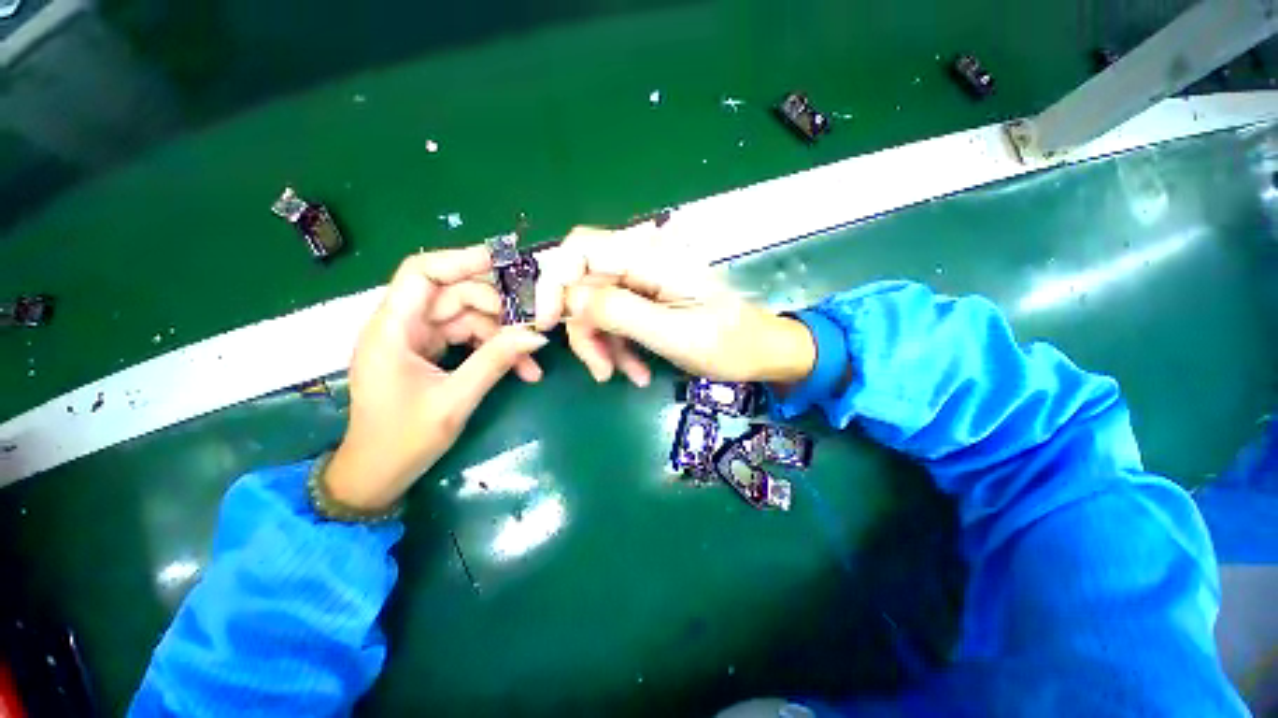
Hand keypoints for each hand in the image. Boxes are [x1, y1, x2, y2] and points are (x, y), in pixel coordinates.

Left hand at [325, 247, 548, 510]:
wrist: (378, 475)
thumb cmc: (404, 440)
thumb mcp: (455, 399)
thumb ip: (495, 361)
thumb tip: (535, 336)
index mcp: (392, 329)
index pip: (421, 273)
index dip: (461, 260)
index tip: (504, 262)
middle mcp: (402, 326)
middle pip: (455, 296)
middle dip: (497, 310)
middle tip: (532, 328)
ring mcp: (417, 339)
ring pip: (468, 319)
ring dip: (502, 336)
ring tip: (531, 361)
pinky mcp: (429, 353)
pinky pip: (467, 338)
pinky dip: (493, 350)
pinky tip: (520, 368)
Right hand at [534, 226, 816, 385]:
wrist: (763, 352)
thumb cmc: (730, 345)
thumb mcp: (674, 334)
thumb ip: (621, 312)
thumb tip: (570, 298)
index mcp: (652, 259)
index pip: (581, 249)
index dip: (554, 282)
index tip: (547, 324)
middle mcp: (645, 262)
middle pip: (586, 284)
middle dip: (585, 329)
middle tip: (600, 370)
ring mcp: (647, 282)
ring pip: (599, 306)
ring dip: (603, 343)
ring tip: (624, 375)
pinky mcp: (650, 300)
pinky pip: (618, 319)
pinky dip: (620, 346)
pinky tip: (637, 372)